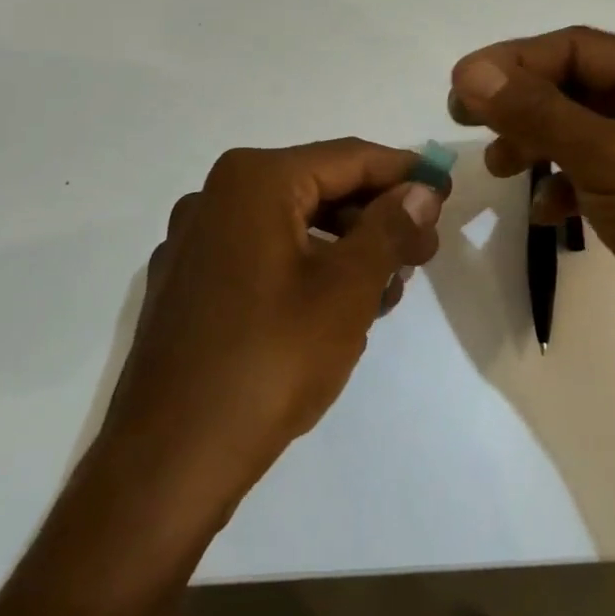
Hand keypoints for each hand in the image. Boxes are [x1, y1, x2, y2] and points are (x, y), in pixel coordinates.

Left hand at [102, 140, 445, 500]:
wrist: (169, 458)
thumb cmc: (269, 361)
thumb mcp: (347, 290)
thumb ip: (389, 229)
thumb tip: (421, 190)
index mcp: (253, 181)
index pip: (348, 157)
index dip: (404, 172)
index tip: (445, 192)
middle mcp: (215, 196)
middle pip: (316, 187)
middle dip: (375, 216)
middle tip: (423, 253)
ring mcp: (193, 241)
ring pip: (289, 224)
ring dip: (343, 246)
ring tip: (387, 289)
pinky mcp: (186, 283)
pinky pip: (259, 255)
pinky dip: (303, 267)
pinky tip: (334, 308)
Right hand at [448, 27, 614, 408]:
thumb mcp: (610, 160)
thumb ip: (538, 112)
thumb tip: (469, 71)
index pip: (577, 47)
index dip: (514, 61)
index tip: (458, 86)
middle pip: (575, 85)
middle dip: (520, 102)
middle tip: (464, 120)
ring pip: (578, 131)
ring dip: (534, 142)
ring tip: (498, 168)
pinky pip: (590, 175)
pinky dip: (559, 185)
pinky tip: (543, 212)